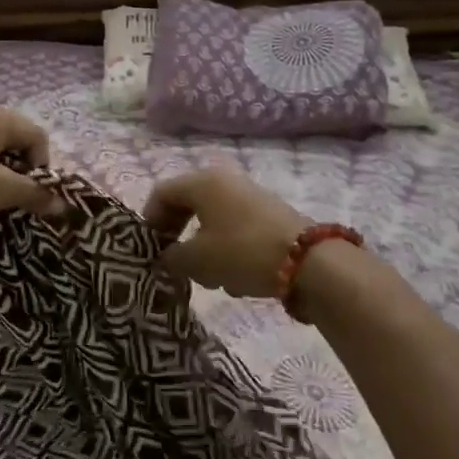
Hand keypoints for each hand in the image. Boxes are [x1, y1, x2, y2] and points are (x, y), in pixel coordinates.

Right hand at [144, 168, 309, 296]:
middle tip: (173, 261)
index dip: (150, 221)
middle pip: (188, 204)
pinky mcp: (269, 215)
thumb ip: (171, 257)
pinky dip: (226, 248)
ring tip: (208, 277)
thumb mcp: (197, 260)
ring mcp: (249, 196)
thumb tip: (166, 257)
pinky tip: (236, 277)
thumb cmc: (242, 252)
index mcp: (202, 182)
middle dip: (177, 234)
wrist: (309, 262)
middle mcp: (225, 181)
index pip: (162, 193)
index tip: (150, 249)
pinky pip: (235, 228)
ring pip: (212, 219)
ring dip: (202, 246)